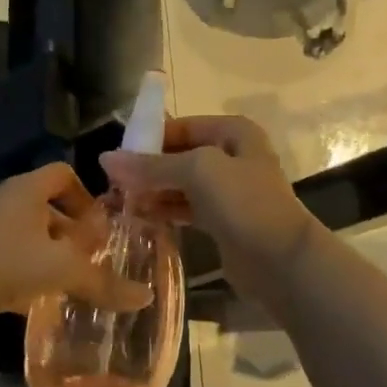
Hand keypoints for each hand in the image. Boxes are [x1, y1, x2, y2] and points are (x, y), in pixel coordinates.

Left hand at [0, 163, 149, 346]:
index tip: (104, 227)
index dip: (87, 196)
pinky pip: (16, 268)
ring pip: (33, 243)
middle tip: (100, 262)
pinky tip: (49, 306)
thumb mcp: (59, 269)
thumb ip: (102, 282)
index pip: (63, 175)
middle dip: (76, 236)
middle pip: (51, 211)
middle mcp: (8, 208)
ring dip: (56, 261)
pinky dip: (34, 283)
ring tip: (82, 287)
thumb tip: (145, 296)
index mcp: (27, 192)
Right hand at [101, 116, 317, 310]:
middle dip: (147, 168)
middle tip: (112, 184)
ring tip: (119, 202)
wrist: (281, 260)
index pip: (181, 126)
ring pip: (182, 185)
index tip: (116, 157)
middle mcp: (232, 156)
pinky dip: (165, 211)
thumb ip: (151, 166)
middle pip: (180, 156)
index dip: (149, 139)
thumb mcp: (196, 171)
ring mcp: (229, 191)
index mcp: (233, 133)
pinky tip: (140, 218)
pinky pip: (187, 209)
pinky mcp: (224, 221)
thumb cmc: (243, 203)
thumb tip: (105, 159)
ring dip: (152, 192)